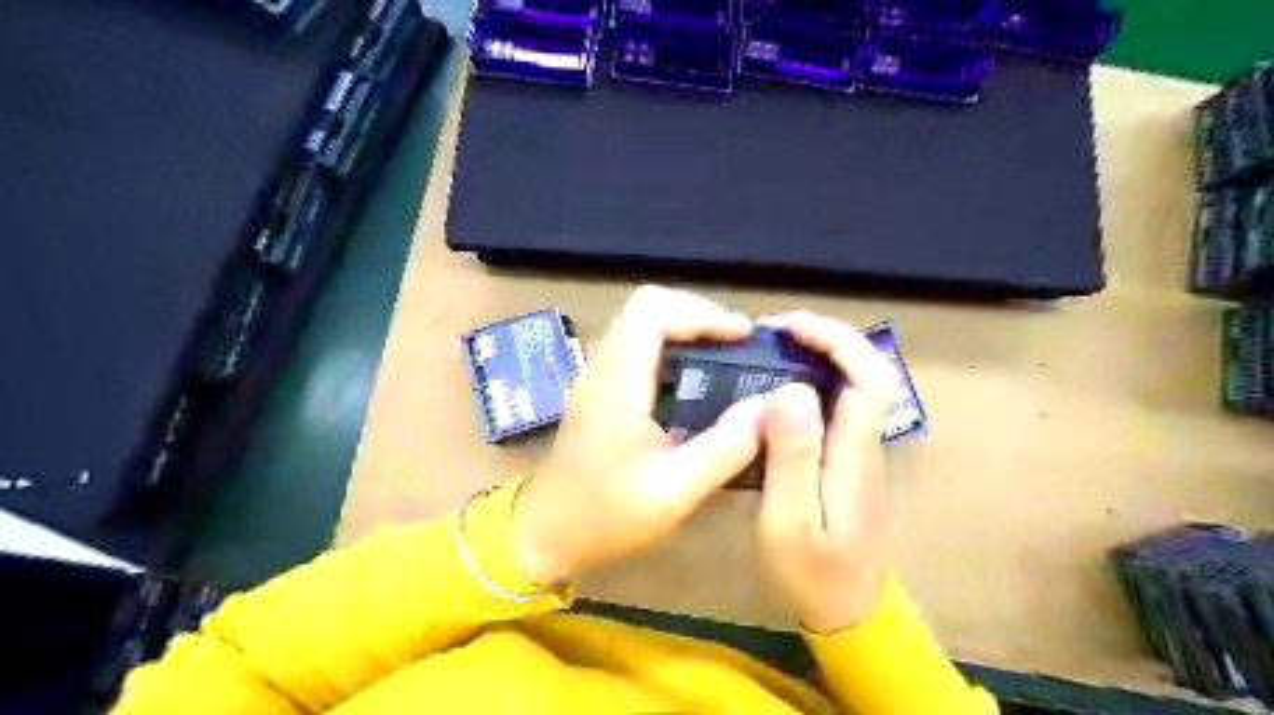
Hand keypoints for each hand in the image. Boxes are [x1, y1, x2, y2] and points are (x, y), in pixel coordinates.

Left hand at [511, 287, 771, 588]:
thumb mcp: (675, 491)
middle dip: (697, 316)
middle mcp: (602, 367)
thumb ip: (725, 448)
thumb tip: (768, 407)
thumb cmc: (605, 515)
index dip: (702, 312)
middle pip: (647, 308)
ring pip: (639, 326)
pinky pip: (635, 349)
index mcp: (618, 382)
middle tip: (737, 345)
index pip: (653, 310)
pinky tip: (693, 383)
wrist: (545, 534)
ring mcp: (597, 377)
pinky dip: (669, 350)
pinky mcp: (598, 392)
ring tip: (723, 358)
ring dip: (683, 330)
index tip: (742, 337)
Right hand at [761, 311, 898, 631]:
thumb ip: (793, 456)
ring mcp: (860, 451)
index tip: (789, 327)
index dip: (836, 339)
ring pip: (853, 385)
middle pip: (867, 371)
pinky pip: (837, 405)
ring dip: (818, 356)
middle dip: (826, 338)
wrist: (848, 612)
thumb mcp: (790, 520)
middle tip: (773, 333)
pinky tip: (777, 389)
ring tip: (770, 351)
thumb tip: (792, 390)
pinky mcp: (847, 460)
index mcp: (856, 452)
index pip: (870, 376)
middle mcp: (866, 442)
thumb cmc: (813, 571)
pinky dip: (811, 382)